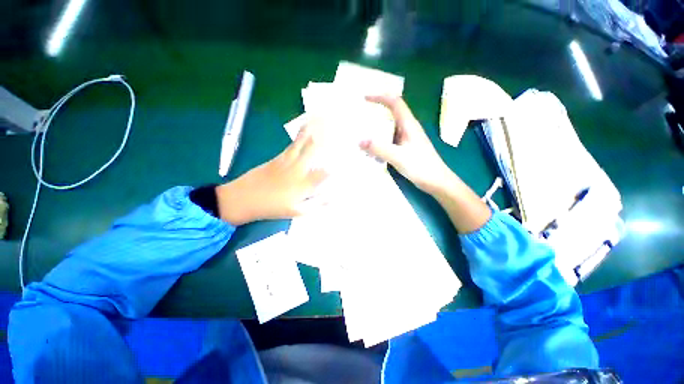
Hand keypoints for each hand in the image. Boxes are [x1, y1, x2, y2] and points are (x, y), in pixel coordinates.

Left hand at [216, 128, 327, 224]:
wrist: (243, 198)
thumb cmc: (272, 207)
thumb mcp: (296, 211)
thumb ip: (315, 205)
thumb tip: (332, 199)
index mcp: (303, 184)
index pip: (324, 173)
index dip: (335, 166)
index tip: (343, 160)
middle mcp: (297, 169)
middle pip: (312, 150)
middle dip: (323, 138)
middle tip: (331, 126)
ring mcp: (286, 161)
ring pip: (301, 144)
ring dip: (311, 132)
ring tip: (318, 119)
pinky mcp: (277, 158)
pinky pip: (291, 145)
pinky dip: (299, 137)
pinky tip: (303, 131)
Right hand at [360, 95, 451, 194]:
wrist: (436, 182)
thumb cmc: (421, 167)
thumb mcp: (398, 157)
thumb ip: (379, 149)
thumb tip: (359, 140)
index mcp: (409, 124)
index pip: (395, 102)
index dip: (380, 96)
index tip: (365, 98)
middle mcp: (407, 128)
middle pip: (391, 113)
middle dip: (375, 111)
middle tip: (359, 116)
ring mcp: (406, 139)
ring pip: (389, 128)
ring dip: (376, 128)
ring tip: (361, 132)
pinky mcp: (405, 149)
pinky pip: (389, 140)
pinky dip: (379, 141)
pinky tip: (371, 149)